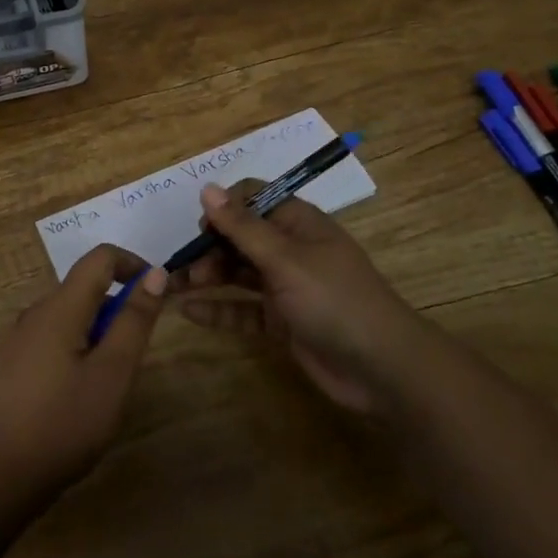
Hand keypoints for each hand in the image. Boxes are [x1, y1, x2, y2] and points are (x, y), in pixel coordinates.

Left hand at [0, 245, 166, 496]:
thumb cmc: (63, 423)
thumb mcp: (113, 373)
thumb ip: (134, 320)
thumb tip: (155, 274)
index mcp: (60, 306)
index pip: (100, 257)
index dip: (133, 265)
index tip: (156, 298)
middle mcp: (37, 312)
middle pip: (86, 286)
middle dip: (118, 307)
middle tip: (134, 357)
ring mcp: (23, 338)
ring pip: (73, 314)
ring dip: (101, 331)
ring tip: (110, 382)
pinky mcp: (17, 363)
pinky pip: (58, 337)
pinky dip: (81, 348)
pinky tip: (82, 395)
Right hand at [176, 179, 418, 413]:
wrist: (382, 368)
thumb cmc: (334, 299)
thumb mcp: (285, 259)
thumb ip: (242, 227)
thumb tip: (207, 189)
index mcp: (297, 223)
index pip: (253, 198)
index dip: (224, 207)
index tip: (202, 227)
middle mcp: (290, 249)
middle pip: (240, 236)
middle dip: (209, 246)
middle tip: (182, 267)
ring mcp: (286, 286)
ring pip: (238, 272)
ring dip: (208, 275)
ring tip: (175, 285)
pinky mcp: (282, 321)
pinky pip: (243, 309)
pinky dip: (218, 309)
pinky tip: (188, 312)